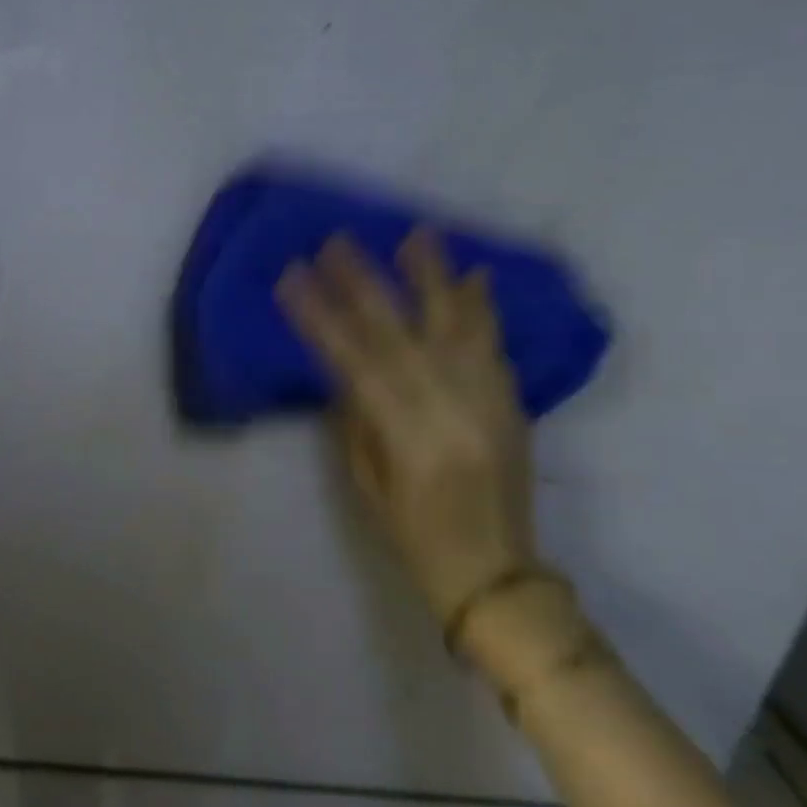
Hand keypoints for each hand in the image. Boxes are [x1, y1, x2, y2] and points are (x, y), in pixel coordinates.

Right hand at [277, 229, 537, 631]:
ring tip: (416, 235)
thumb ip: (358, 420)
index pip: (355, 361)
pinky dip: (482, 309)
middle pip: (401, 334)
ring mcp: (489, 403)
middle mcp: (451, 411)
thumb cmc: (413, 535)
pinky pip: (495, 347)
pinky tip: (473, 276)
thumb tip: (347, 369)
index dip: (321, 316)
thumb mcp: (368, 482)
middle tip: (338, 242)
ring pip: (458, 328)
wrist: (495, 571)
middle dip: (365, 283)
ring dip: (434, 278)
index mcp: (408, 437)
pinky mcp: (513, 405)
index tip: (293, 277)